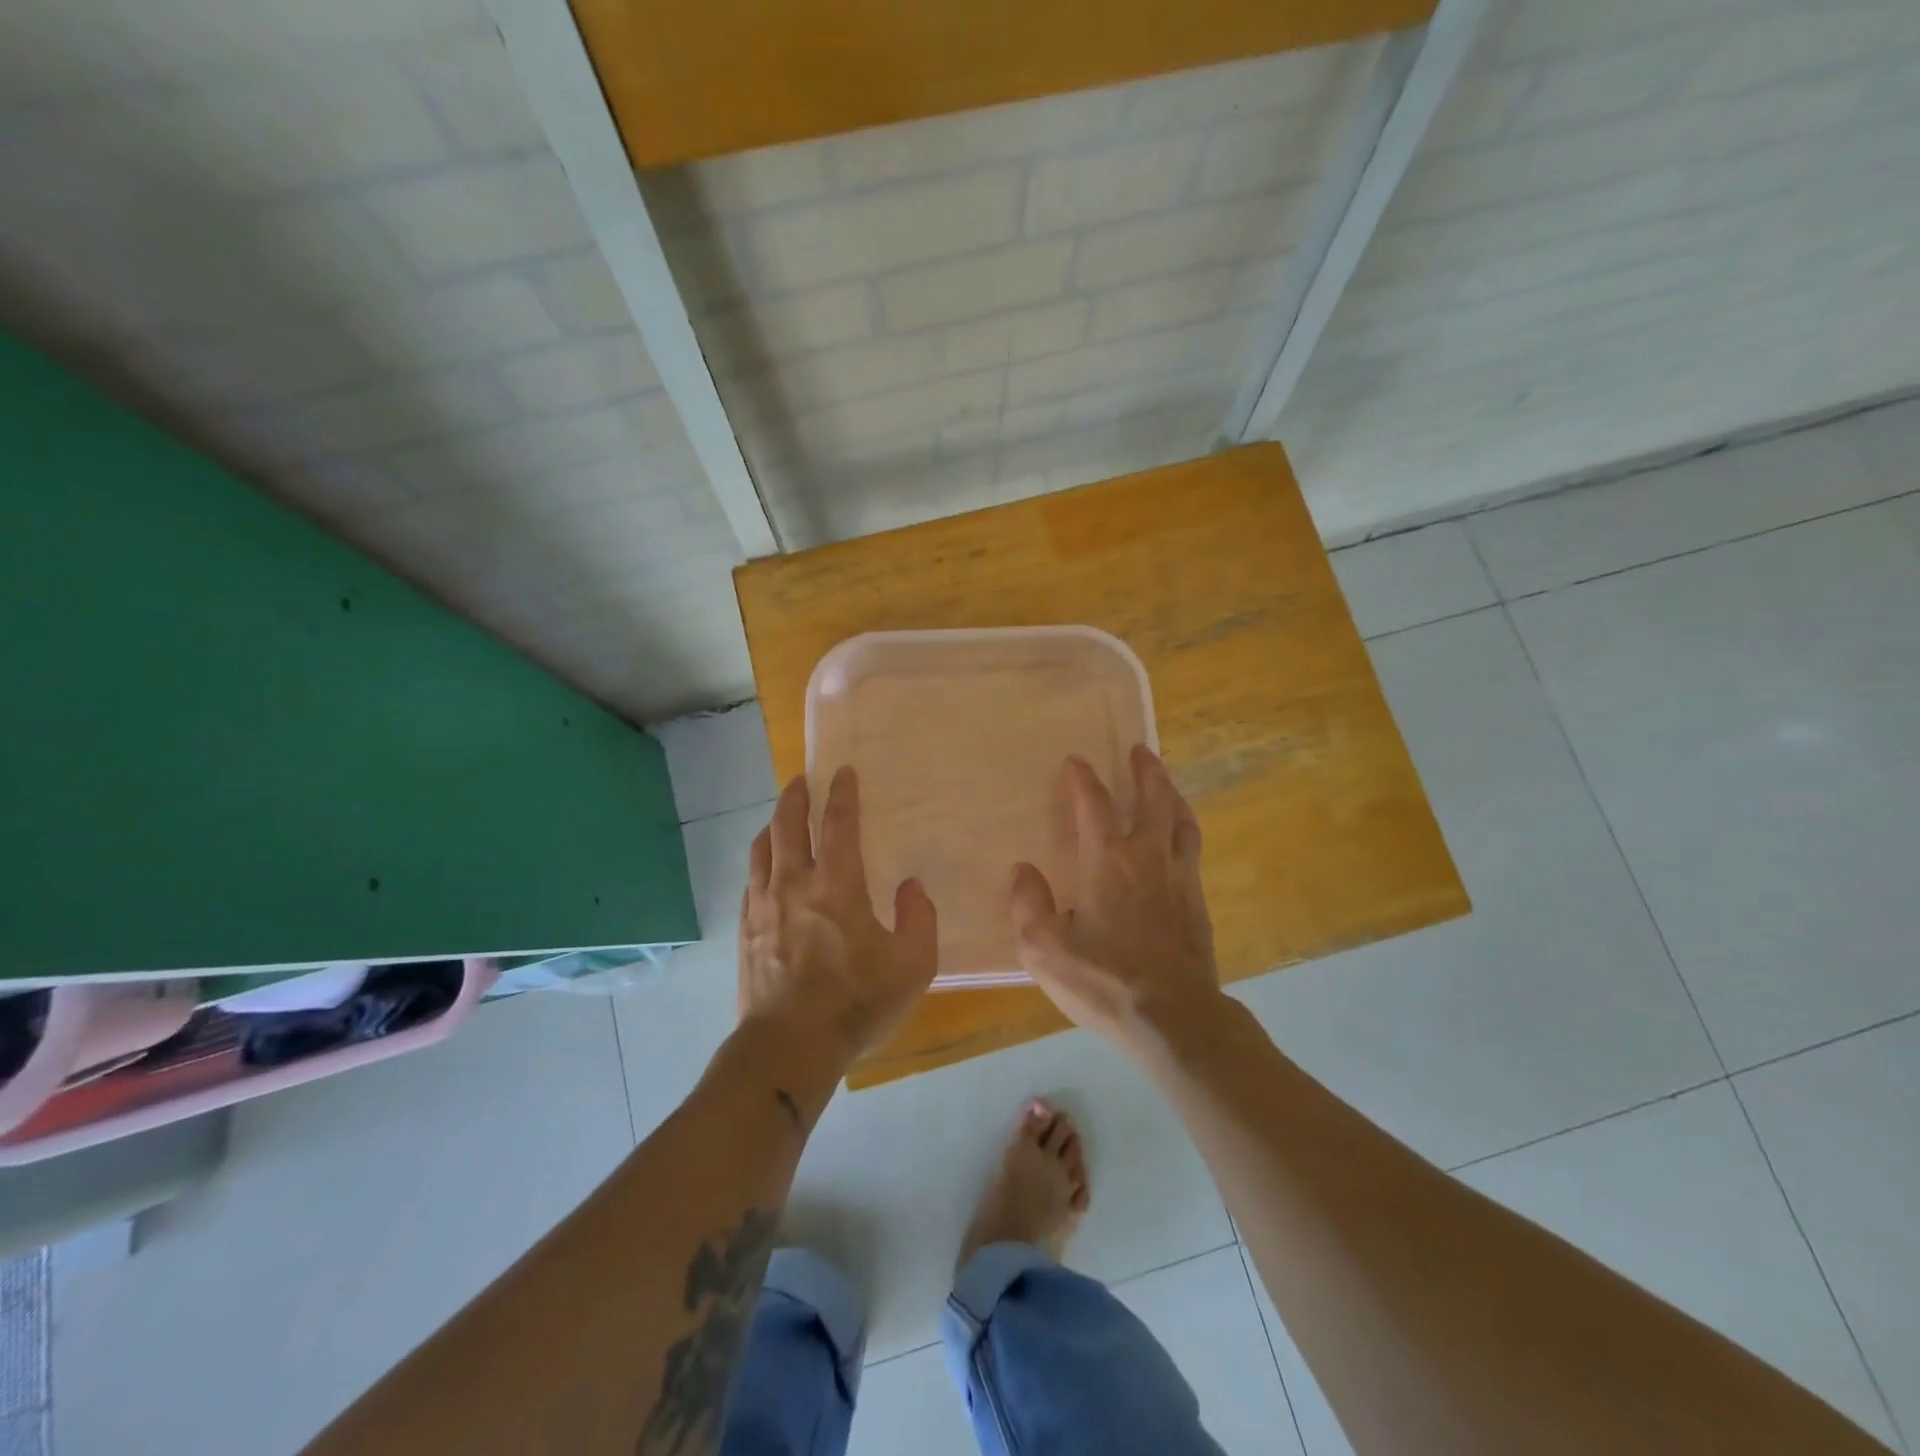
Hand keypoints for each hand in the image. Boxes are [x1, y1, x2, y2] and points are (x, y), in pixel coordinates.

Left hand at [740, 767, 937, 1069]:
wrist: (790, 1046)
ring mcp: (764, 905)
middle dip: (795, 796)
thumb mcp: (913, 965)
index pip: (838, 824)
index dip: (842, 794)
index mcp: (838, 885)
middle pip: (788, 825)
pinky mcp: (746, 930)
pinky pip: (750, 879)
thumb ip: (919, 918)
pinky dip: (760, 860)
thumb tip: (911, 886)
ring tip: (780, 817)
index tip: (842, 772)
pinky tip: (764, 866)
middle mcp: (795, 884)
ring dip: (773, 824)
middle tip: (801, 780)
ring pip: (762, 848)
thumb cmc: (857, 1003)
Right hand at [1009, 746, 1219, 1047]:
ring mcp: (1179, 877)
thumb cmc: (1103, 980)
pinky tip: (1180, 840)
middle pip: (1152, 798)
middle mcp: (1146, 857)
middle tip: (1141, 751)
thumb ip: (1028, 905)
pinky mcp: (1198, 902)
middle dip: (1146, 770)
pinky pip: (1192, 850)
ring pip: (1180, 820)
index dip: (1082, 779)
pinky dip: (1184, 830)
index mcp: (1106, 861)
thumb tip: (1023, 871)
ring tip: (1166, 784)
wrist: (1173, 1016)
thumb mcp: (1043, 949)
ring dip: (1172, 795)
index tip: (1075, 762)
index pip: (1093, 804)